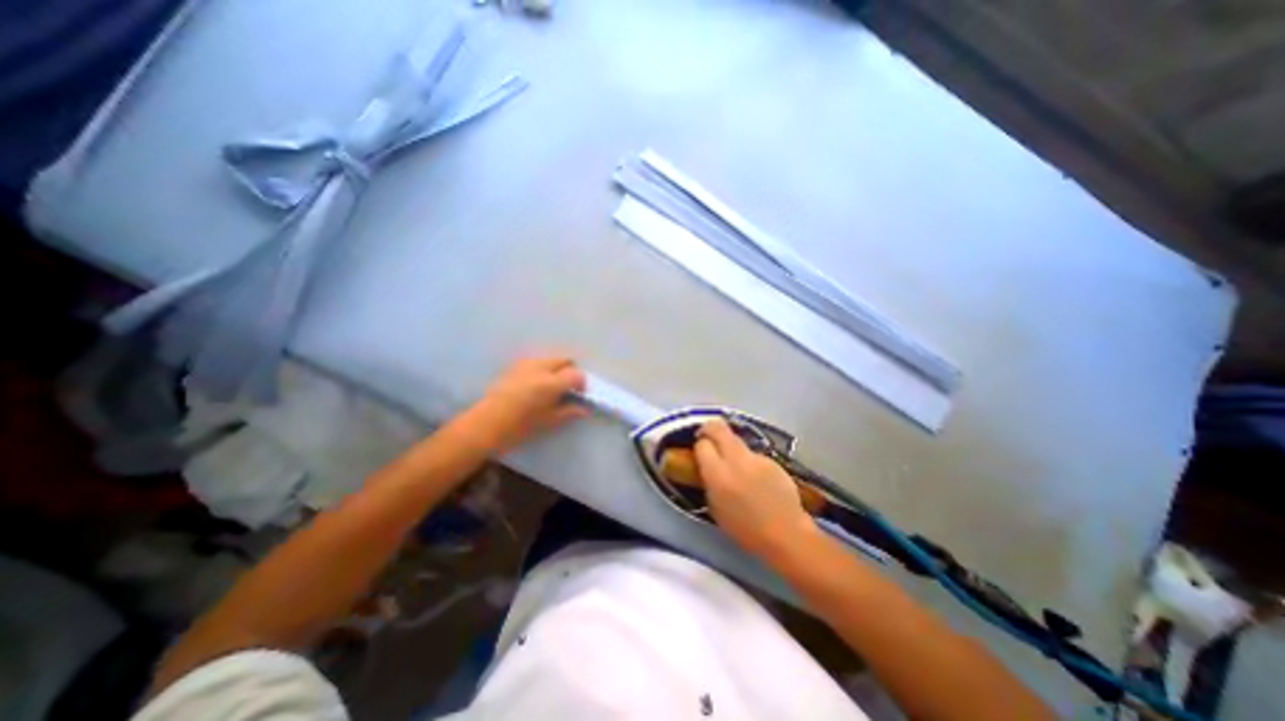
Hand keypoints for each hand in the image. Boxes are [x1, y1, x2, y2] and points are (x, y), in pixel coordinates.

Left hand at [462, 356, 587, 451]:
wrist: (485, 424)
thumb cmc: (519, 426)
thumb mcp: (548, 421)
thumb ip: (568, 411)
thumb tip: (583, 409)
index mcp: (551, 383)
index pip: (576, 374)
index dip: (582, 384)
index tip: (580, 395)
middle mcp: (540, 368)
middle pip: (564, 360)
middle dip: (570, 371)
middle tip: (568, 389)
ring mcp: (526, 364)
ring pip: (550, 359)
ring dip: (557, 369)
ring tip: (552, 387)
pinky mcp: (515, 366)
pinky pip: (536, 362)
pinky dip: (543, 369)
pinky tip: (537, 385)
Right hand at [699, 419, 816, 565]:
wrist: (786, 534)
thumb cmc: (745, 530)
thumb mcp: (716, 508)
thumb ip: (709, 481)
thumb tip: (707, 467)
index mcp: (718, 475)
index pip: (702, 445)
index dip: (699, 445)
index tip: (700, 451)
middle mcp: (736, 460)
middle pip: (718, 428)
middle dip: (710, 428)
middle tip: (708, 436)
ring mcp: (756, 458)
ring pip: (737, 441)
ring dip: (732, 448)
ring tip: (737, 468)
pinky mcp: (772, 460)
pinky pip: (754, 455)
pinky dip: (750, 462)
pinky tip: (757, 480)